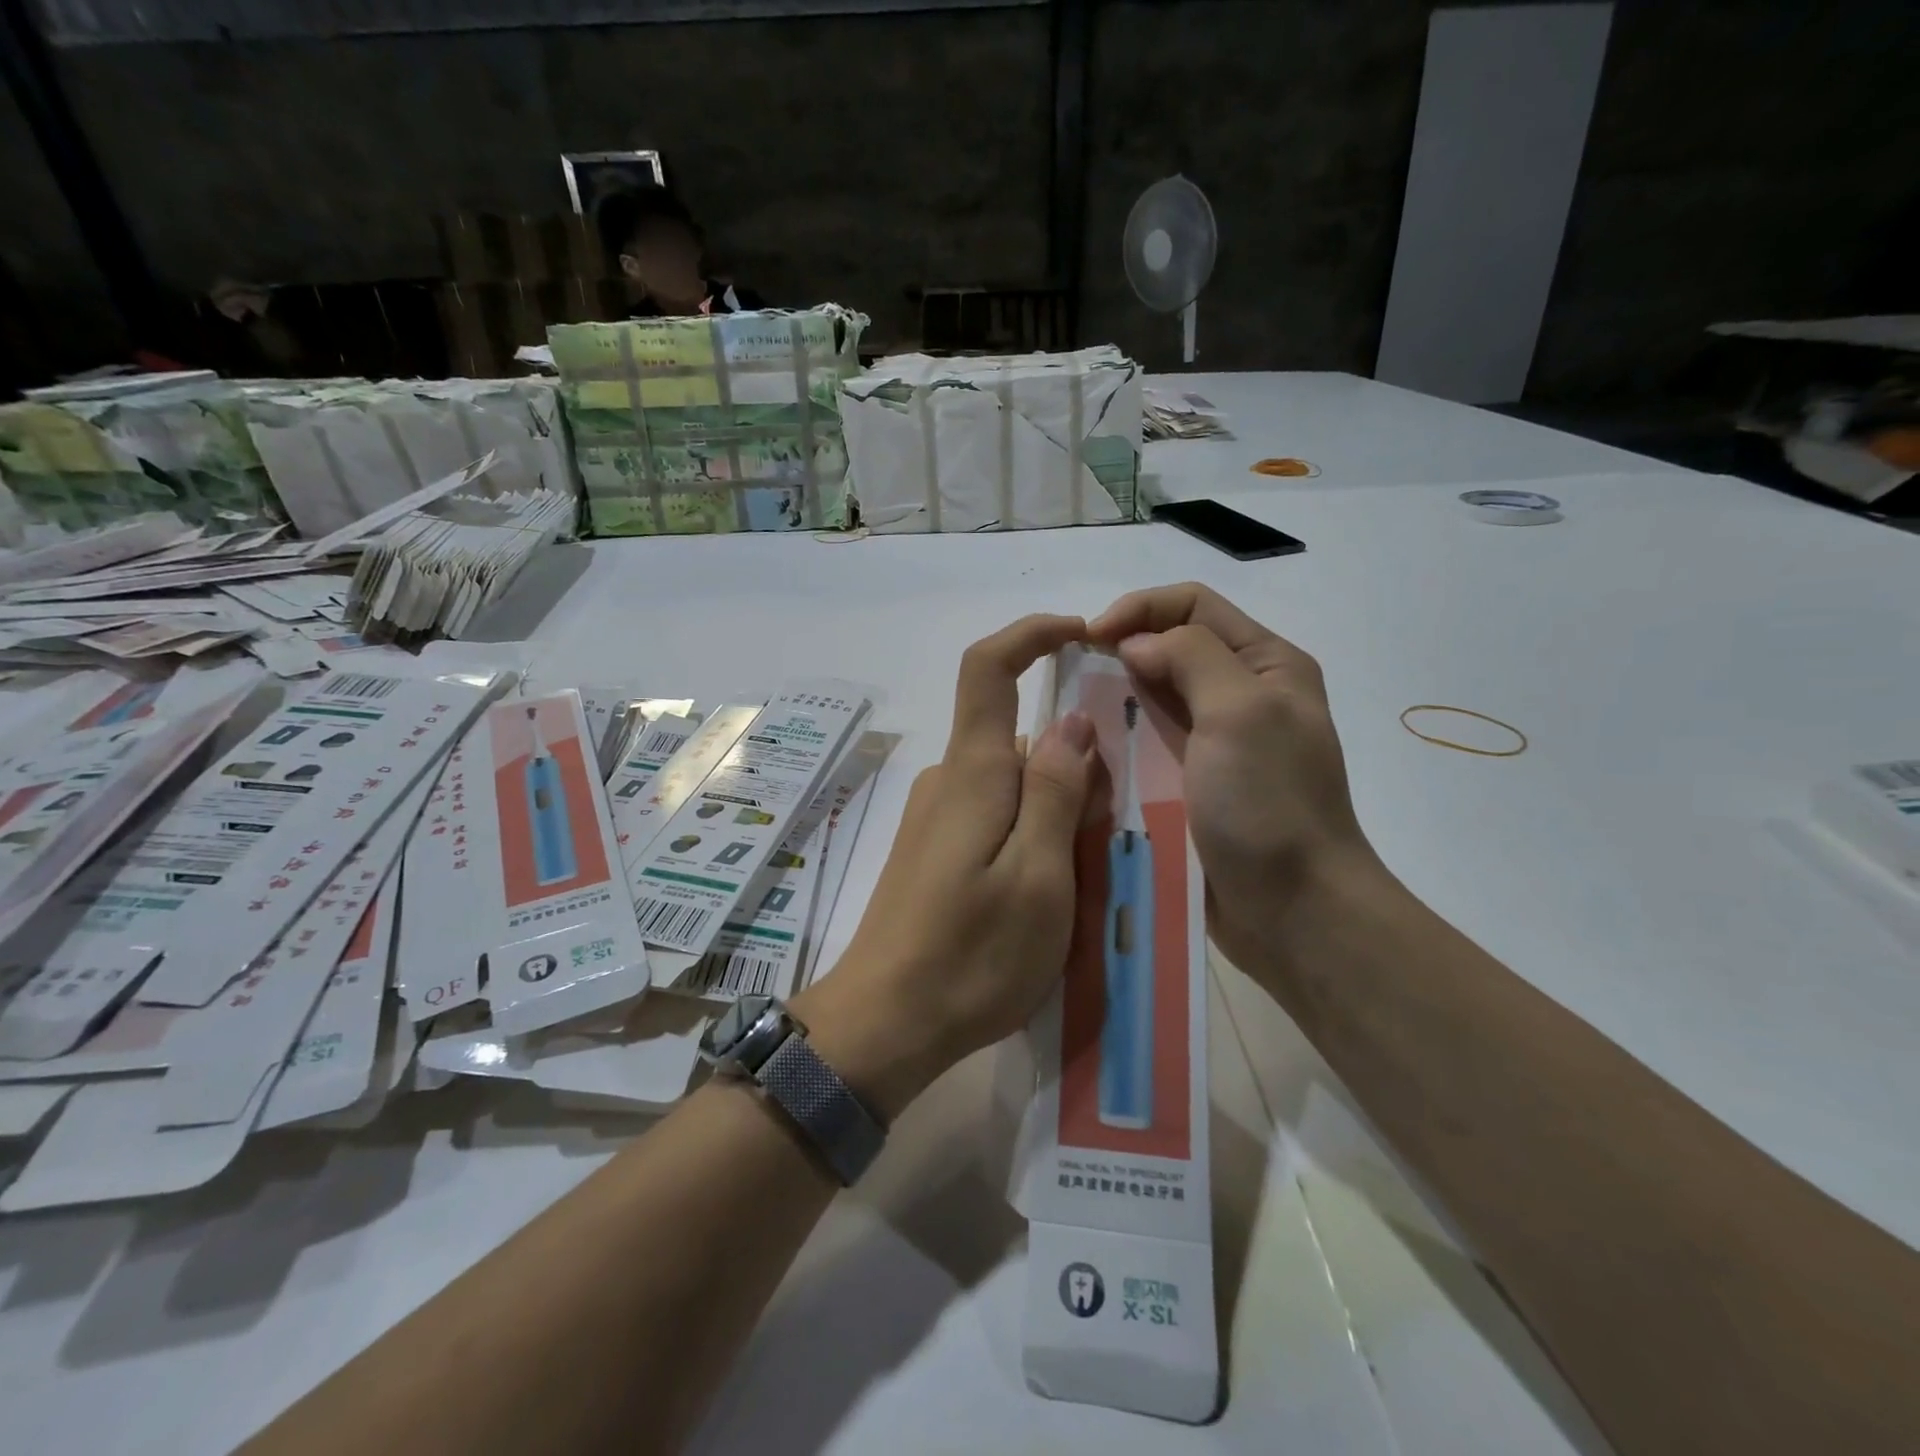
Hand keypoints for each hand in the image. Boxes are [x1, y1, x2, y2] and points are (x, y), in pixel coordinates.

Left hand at [794, 615, 1104, 1118]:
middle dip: (1068, 765)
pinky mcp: (932, 850)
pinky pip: (992, 817)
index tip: (1083, 634)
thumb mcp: (1038, 876)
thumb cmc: (972, 955)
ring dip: (1052, 811)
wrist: (884, 1022)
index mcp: (972, 772)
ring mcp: (935, 816)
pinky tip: (1041, 896)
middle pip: (1016, 738)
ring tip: (1077, 882)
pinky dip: (1028, 835)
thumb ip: (1054, 792)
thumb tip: (1070, 720)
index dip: (1031, 634)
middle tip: (1102, 835)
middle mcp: (948, 780)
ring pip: (1010, 784)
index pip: (989, 668)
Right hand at [1089, 583, 1382, 983]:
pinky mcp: (1193, 781)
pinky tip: (1091, 747)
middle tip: (1073, 672)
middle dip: (1122, 649)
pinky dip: (1120, 736)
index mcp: (1267, 664)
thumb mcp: (1240, 711)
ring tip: (1075, 710)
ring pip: (1155, 696)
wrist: (1293, 908)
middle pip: (1172, 647)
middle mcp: (1243, 693)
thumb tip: (1136, 643)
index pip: (1194, 605)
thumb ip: (1189, 657)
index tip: (1089, 635)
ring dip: (1116, 695)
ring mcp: (1217, 741)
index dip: (1140, 608)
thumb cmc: (1269, 803)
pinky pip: (1149, 742)